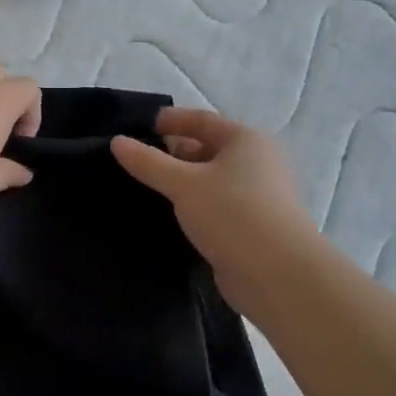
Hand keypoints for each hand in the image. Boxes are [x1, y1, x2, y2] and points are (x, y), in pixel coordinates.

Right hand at [111, 109, 316, 305]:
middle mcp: (256, 163)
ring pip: (209, 181)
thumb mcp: (183, 183)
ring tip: (143, 189)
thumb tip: (117, 141)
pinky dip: (192, 207)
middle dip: (172, 154)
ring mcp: (256, 196)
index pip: (201, 120)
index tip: (136, 128)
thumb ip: (148, 162)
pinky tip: (168, 216)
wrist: (278, 275)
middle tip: (133, 162)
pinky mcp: (251, 226)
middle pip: (206, 149)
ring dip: (181, 184)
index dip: (169, 121)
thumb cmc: (233, 214)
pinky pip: (214, 206)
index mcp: (245, 140)